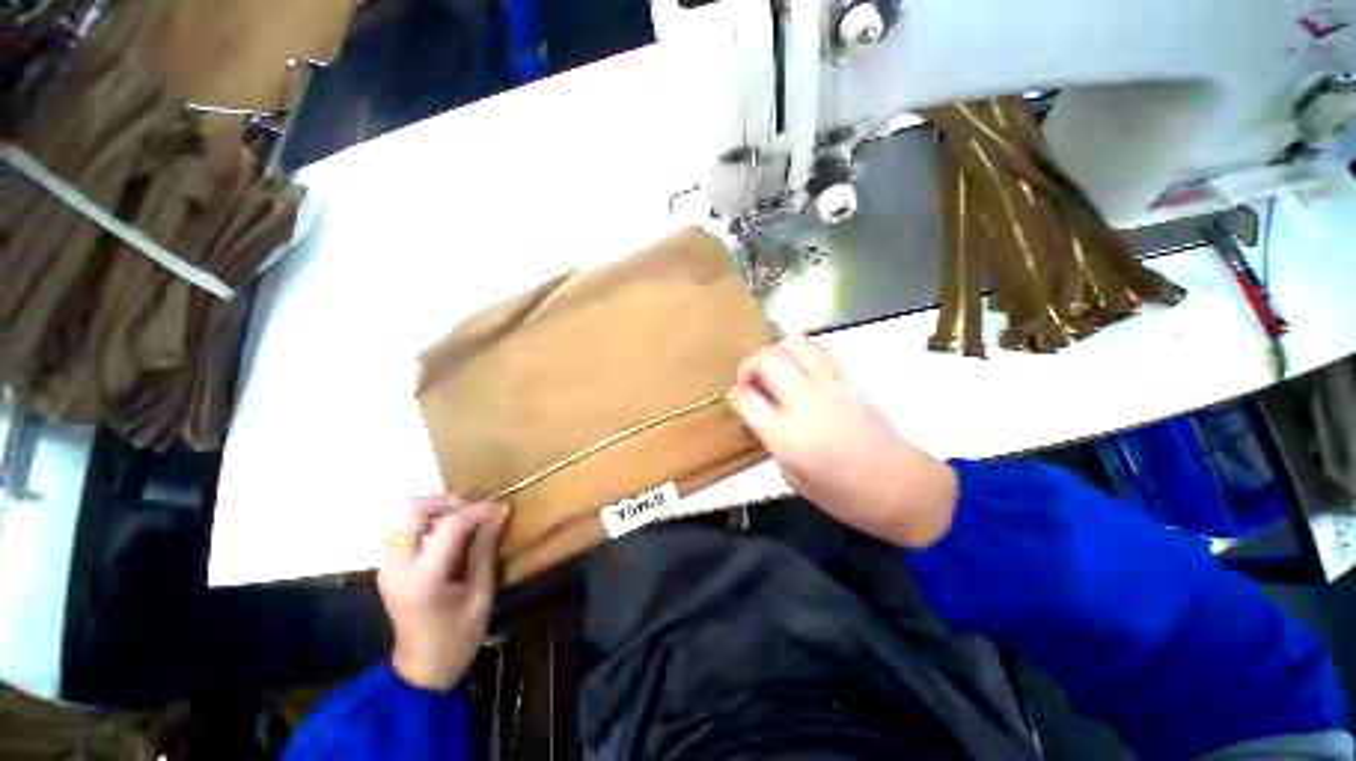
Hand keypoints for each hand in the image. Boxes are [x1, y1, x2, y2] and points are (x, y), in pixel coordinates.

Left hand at [378, 496, 508, 690]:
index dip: (477, 510)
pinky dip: (420, 521)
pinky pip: (397, 529)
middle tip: (470, 510)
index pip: (448, 526)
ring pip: (399, 515)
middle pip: (411, 511)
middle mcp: (397, 566)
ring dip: (430, 509)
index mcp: (424, 578)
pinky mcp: (385, 567)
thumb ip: (486, 548)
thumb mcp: (481, 593)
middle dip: (444, 502)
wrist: (422, 668)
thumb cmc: (458, 635)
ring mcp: (386, 566)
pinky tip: (441, 532)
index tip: (498, 508)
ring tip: (456, 519)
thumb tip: (501, 510)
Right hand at [728, 335, 958, 548]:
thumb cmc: (844, 496)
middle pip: (767, 361)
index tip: (736, 400)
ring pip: (795, 344)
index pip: (746, 398)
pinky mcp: (850, 381)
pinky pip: (820, 351)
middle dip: (750, 366)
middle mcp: (805, 404)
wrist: (901, 488)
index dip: (735, 396)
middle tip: (751, 381)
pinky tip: (802, 371)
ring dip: (777, 352)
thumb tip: (760, 418)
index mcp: (786, 436)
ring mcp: (831, 387)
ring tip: (776, 370)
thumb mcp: (794, 478)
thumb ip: (772, 442)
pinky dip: (803, 353)